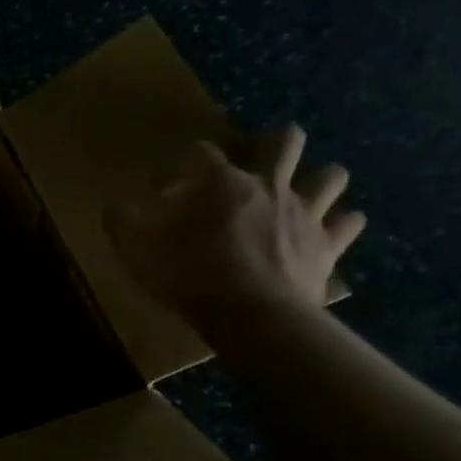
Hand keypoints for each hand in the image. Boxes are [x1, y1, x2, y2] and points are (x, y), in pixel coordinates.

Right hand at [103, 123, 364, 340]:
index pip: (202, 153)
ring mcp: (306, 214)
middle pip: (284, 142)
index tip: (163, 187)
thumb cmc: (192, 278)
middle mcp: (269, 187)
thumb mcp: (138, 252)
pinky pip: (348, 223)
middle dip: (273, 142)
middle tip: (255, 159)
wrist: (254, 318)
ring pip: (330, 175)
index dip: (181, 165)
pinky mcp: (328, 245)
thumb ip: (123, 224)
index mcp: (222, 183)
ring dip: (317, 178)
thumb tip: (112, 207)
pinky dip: (340, 223)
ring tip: (301, 190)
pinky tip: (330, 228)